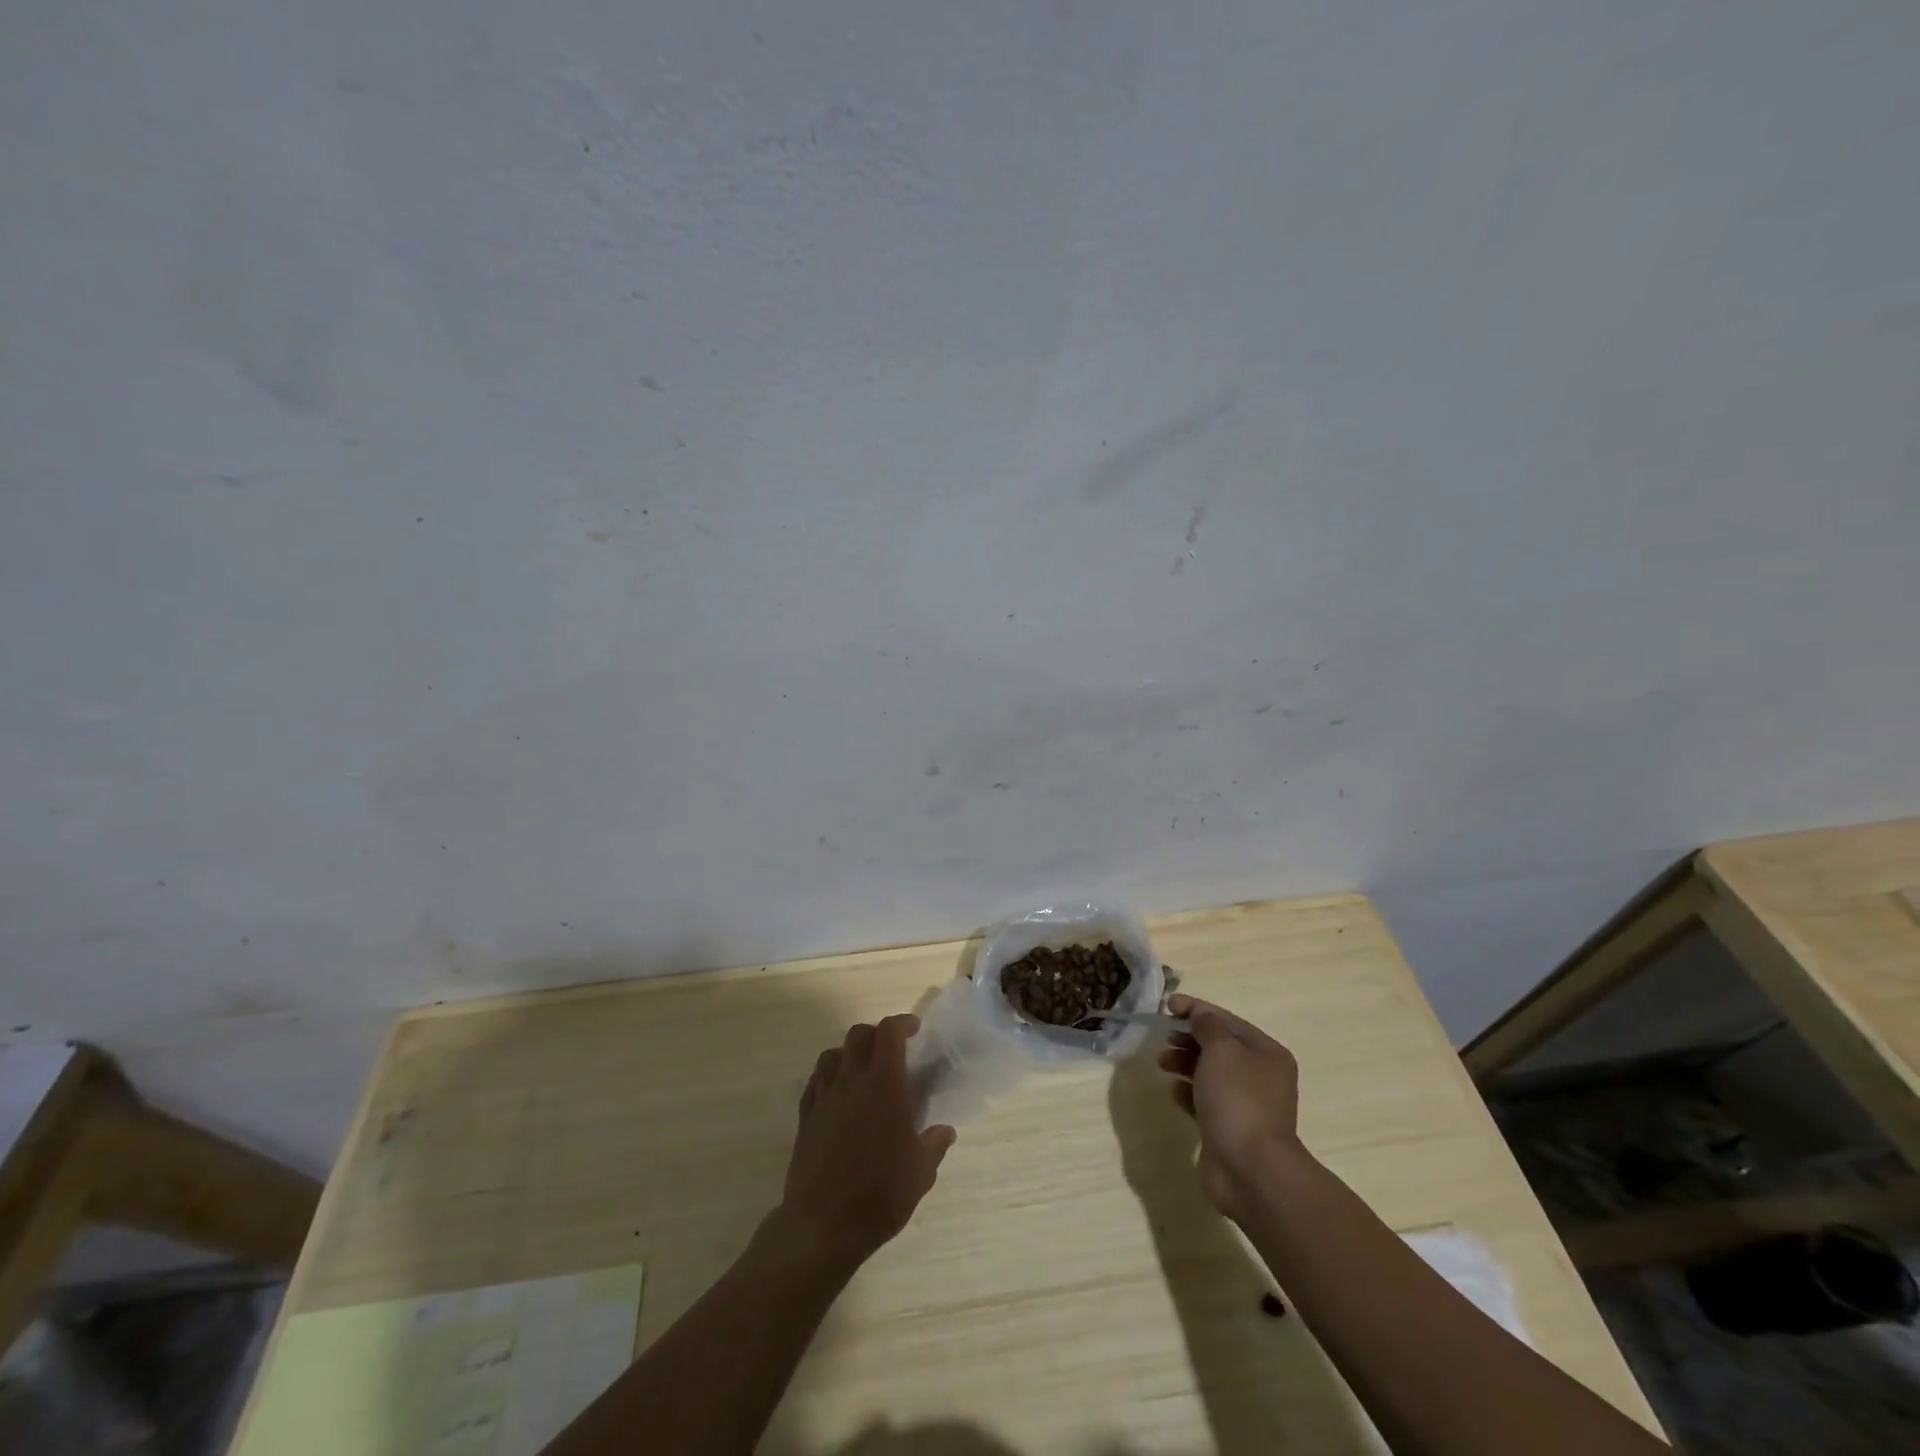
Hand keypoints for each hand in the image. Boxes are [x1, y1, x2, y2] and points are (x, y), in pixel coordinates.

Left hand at [772, 1014, 956, 1270]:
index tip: (914, 1030)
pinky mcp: (805, 1116)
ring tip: (863, 1069)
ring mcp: (824, 1097)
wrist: (822, 1225)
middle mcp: (851, 1081)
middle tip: (892, 1050)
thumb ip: (934, 1145)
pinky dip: (829, 1075)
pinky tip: (838, 1093)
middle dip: (877, 1033)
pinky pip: (816, 1080)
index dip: (902, 1024)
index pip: (889, 1033)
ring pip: (833, 1053)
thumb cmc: (879, 1194)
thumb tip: (944, 1131)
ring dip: (850, 1052)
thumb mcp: (920, 1173)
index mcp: (884, 1085)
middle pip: (859, 1035)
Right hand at [1158, 995, 1302, 1221]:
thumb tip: (1199, 1016)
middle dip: (1188, 1038)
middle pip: (1218, 1046)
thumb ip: (1207, 1026)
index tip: (1166, 1005)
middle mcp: (1260, 1076)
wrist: (1250, 1169)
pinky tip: (1174, 1092)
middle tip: (1164, 1038)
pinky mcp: (1229, 1128)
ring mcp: (1246, 1104)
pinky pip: (1205, 1100)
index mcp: (1266, 1053)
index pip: (1227, 1020)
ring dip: (1184, 1063)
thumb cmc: (1238, 1100)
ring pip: (1209, 1072)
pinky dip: (1188, 1092)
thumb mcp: (1222, 1050)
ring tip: (1162, 1063)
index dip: (1196, 1009)